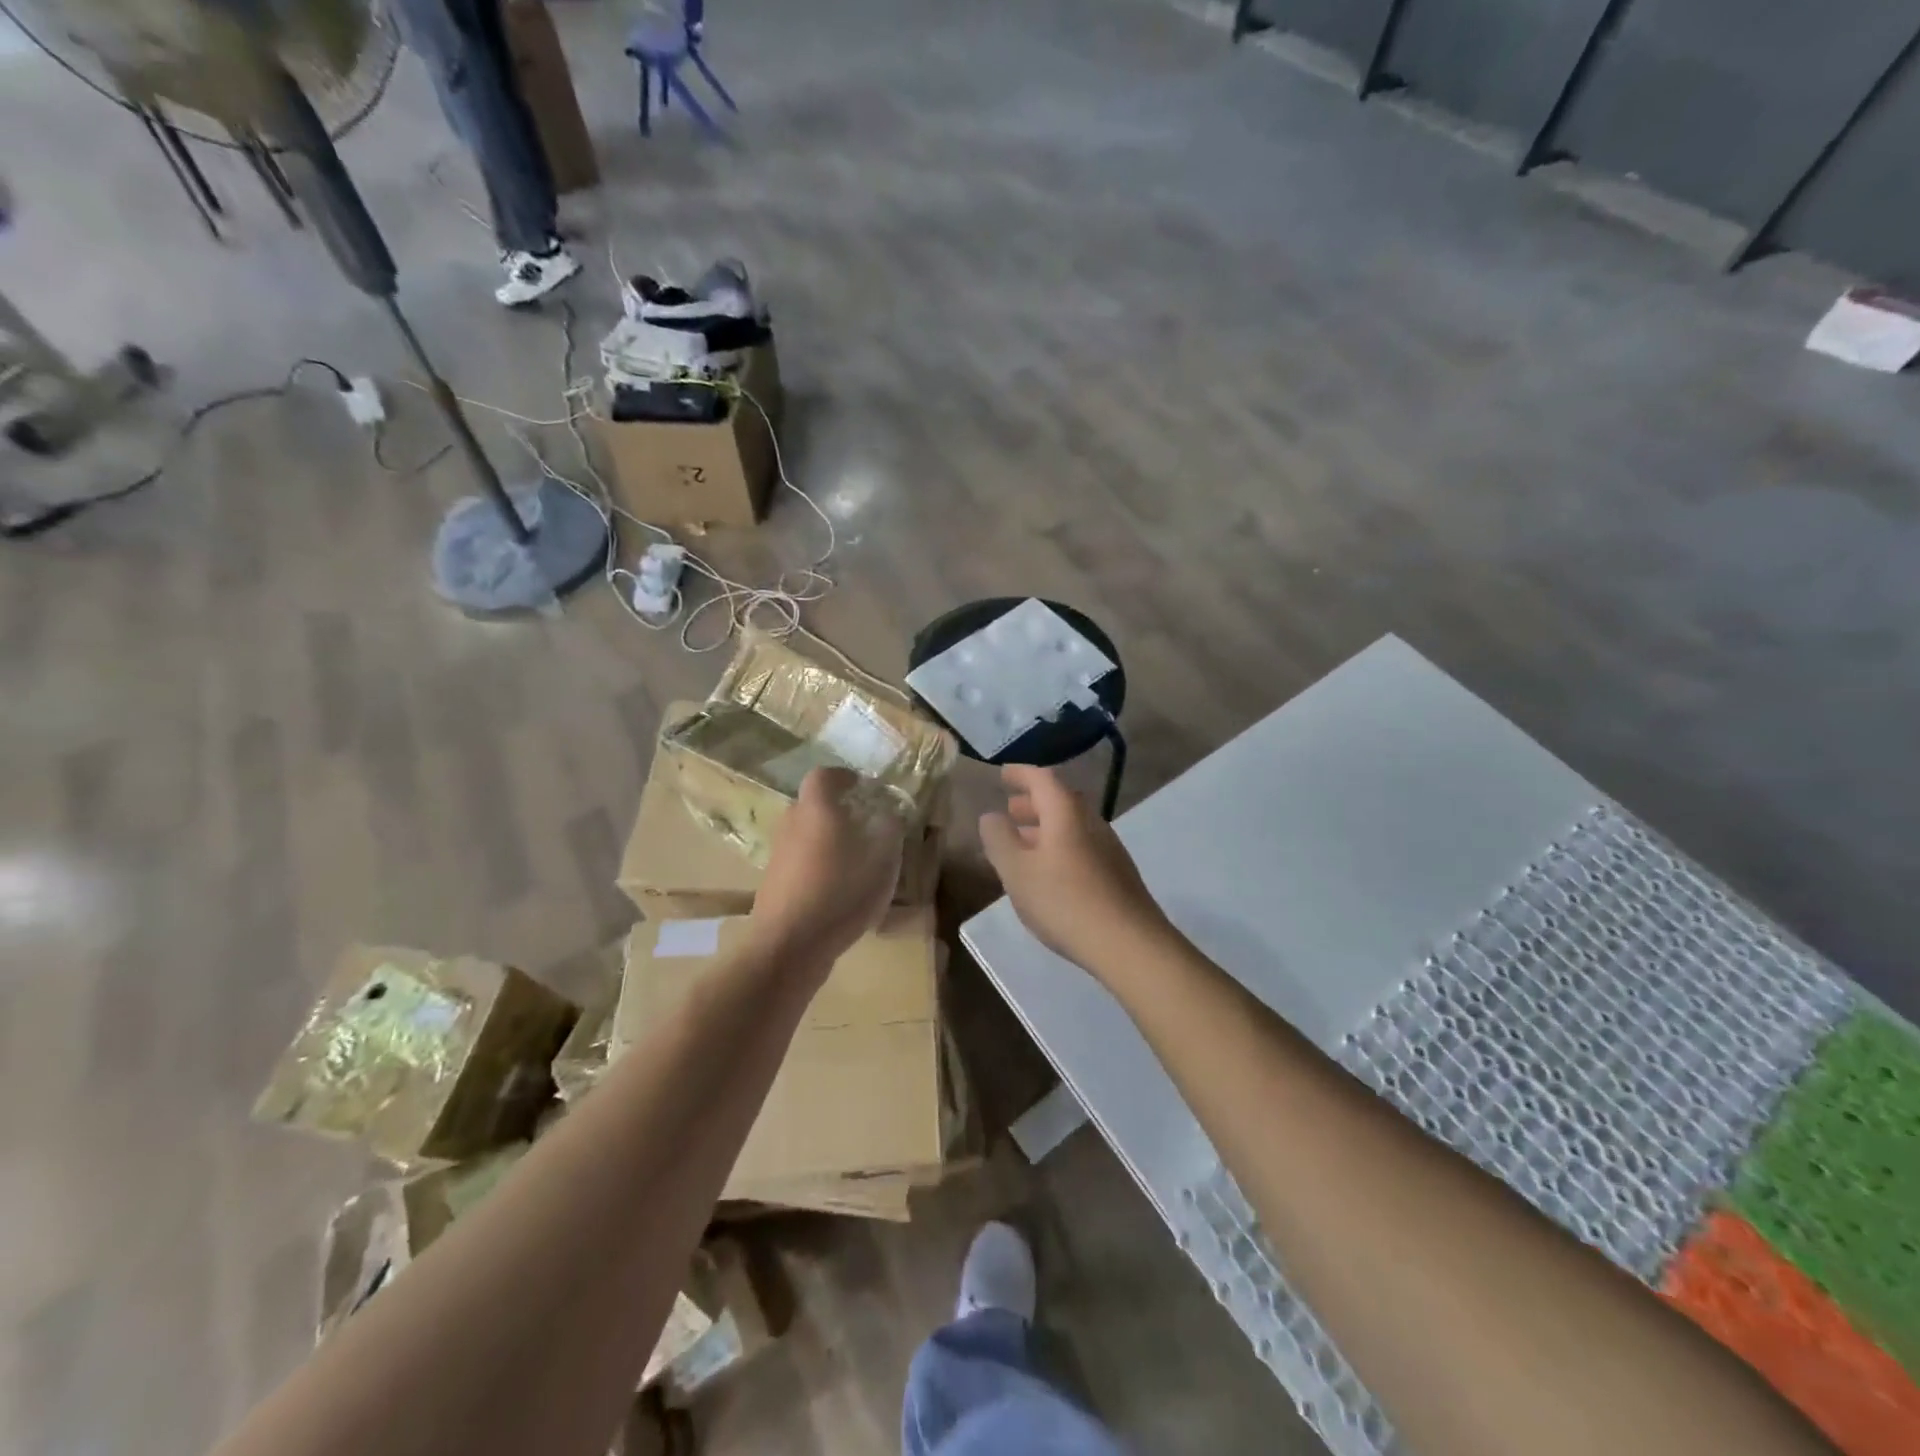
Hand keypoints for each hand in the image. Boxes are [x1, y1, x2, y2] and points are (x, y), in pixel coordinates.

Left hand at [749, 768, 904, 975]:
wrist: (788, 945)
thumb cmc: (840, 892)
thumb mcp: (882, 860)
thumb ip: (889, 830)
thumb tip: (889, 814)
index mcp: (816, 808)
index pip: (825, 776)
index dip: (845, 777)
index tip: (864, 787)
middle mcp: (792, 823)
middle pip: (815, 805)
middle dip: (840, 810)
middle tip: (868, 825)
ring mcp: (779, 854)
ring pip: (808, 834)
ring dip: (830, 840)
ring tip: (858, 861)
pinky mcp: (774, 882)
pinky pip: (802, 862)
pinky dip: (820, 865)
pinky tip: (839, 891)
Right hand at [979, 764, 1171, 977]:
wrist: (1129, 944)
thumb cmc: (1064, 901)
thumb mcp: (1017, 870)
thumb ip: (999, 839)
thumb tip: (991, 815)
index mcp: (1066, 812)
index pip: (1042, 778)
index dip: (1021, 774)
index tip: (1003, 774)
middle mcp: (1091, 822)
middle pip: (1060, 801)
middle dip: (1032, 803)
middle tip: (1010, 810)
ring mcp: (1108, 849)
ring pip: (1071, 826)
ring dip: (1045, 828)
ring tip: (1022, 844)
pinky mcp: (1117, 875)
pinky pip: (1080, 847)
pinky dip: (1058, 848)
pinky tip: (1048, 874)